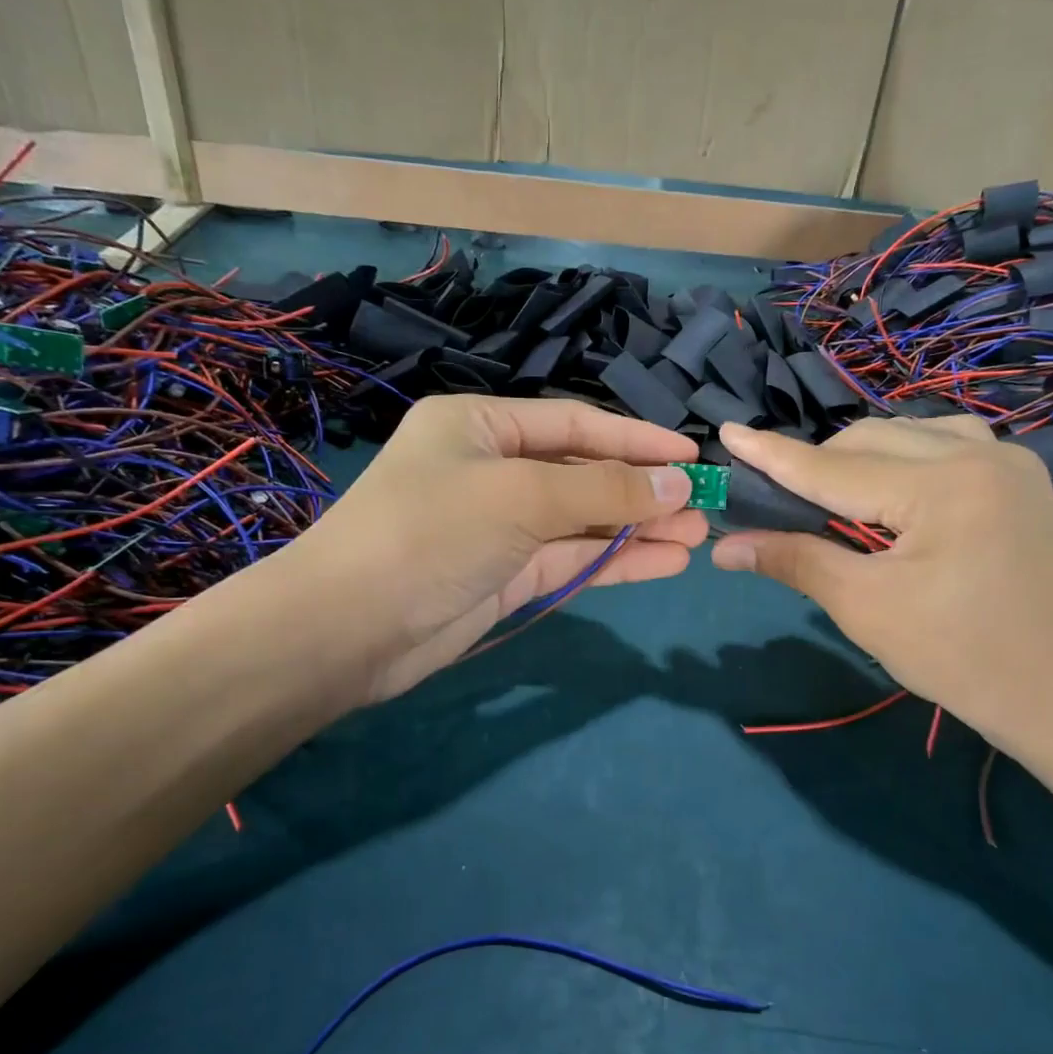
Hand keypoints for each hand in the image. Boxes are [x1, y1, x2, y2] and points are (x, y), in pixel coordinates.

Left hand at [290, 395, 703, 701]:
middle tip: (704, 505)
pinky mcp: (504, 577)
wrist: (348, 630)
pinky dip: (614, 561)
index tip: (692, 457)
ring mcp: (499, 527)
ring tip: (697, 537)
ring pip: (581, 521)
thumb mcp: (521, 496)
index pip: (574, 424)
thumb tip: (680, 483)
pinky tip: (665, 562)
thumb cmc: (430, 533)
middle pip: (582, 473)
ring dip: (637, 529)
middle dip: (642, 490)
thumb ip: (604, 490)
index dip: (637, 440)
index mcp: (479, 426)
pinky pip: (569, 560)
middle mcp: (490, 469)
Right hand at [709, 415, 1052, 765]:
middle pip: (869, 440)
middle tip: (775, 498)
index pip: (833, 467)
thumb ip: (795, 561)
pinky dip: (902, 460)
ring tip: (828, 497)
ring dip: (858, 458)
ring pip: (906, 435)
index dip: (773, 455)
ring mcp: (1007, 461)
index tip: (725, 433)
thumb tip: (724, 547)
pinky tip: (889, 488)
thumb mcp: (866, 608)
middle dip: (816, 464)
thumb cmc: (961, 658)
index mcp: (943, 484)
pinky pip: (944, 445)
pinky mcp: (1018, 480)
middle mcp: (978, 453)